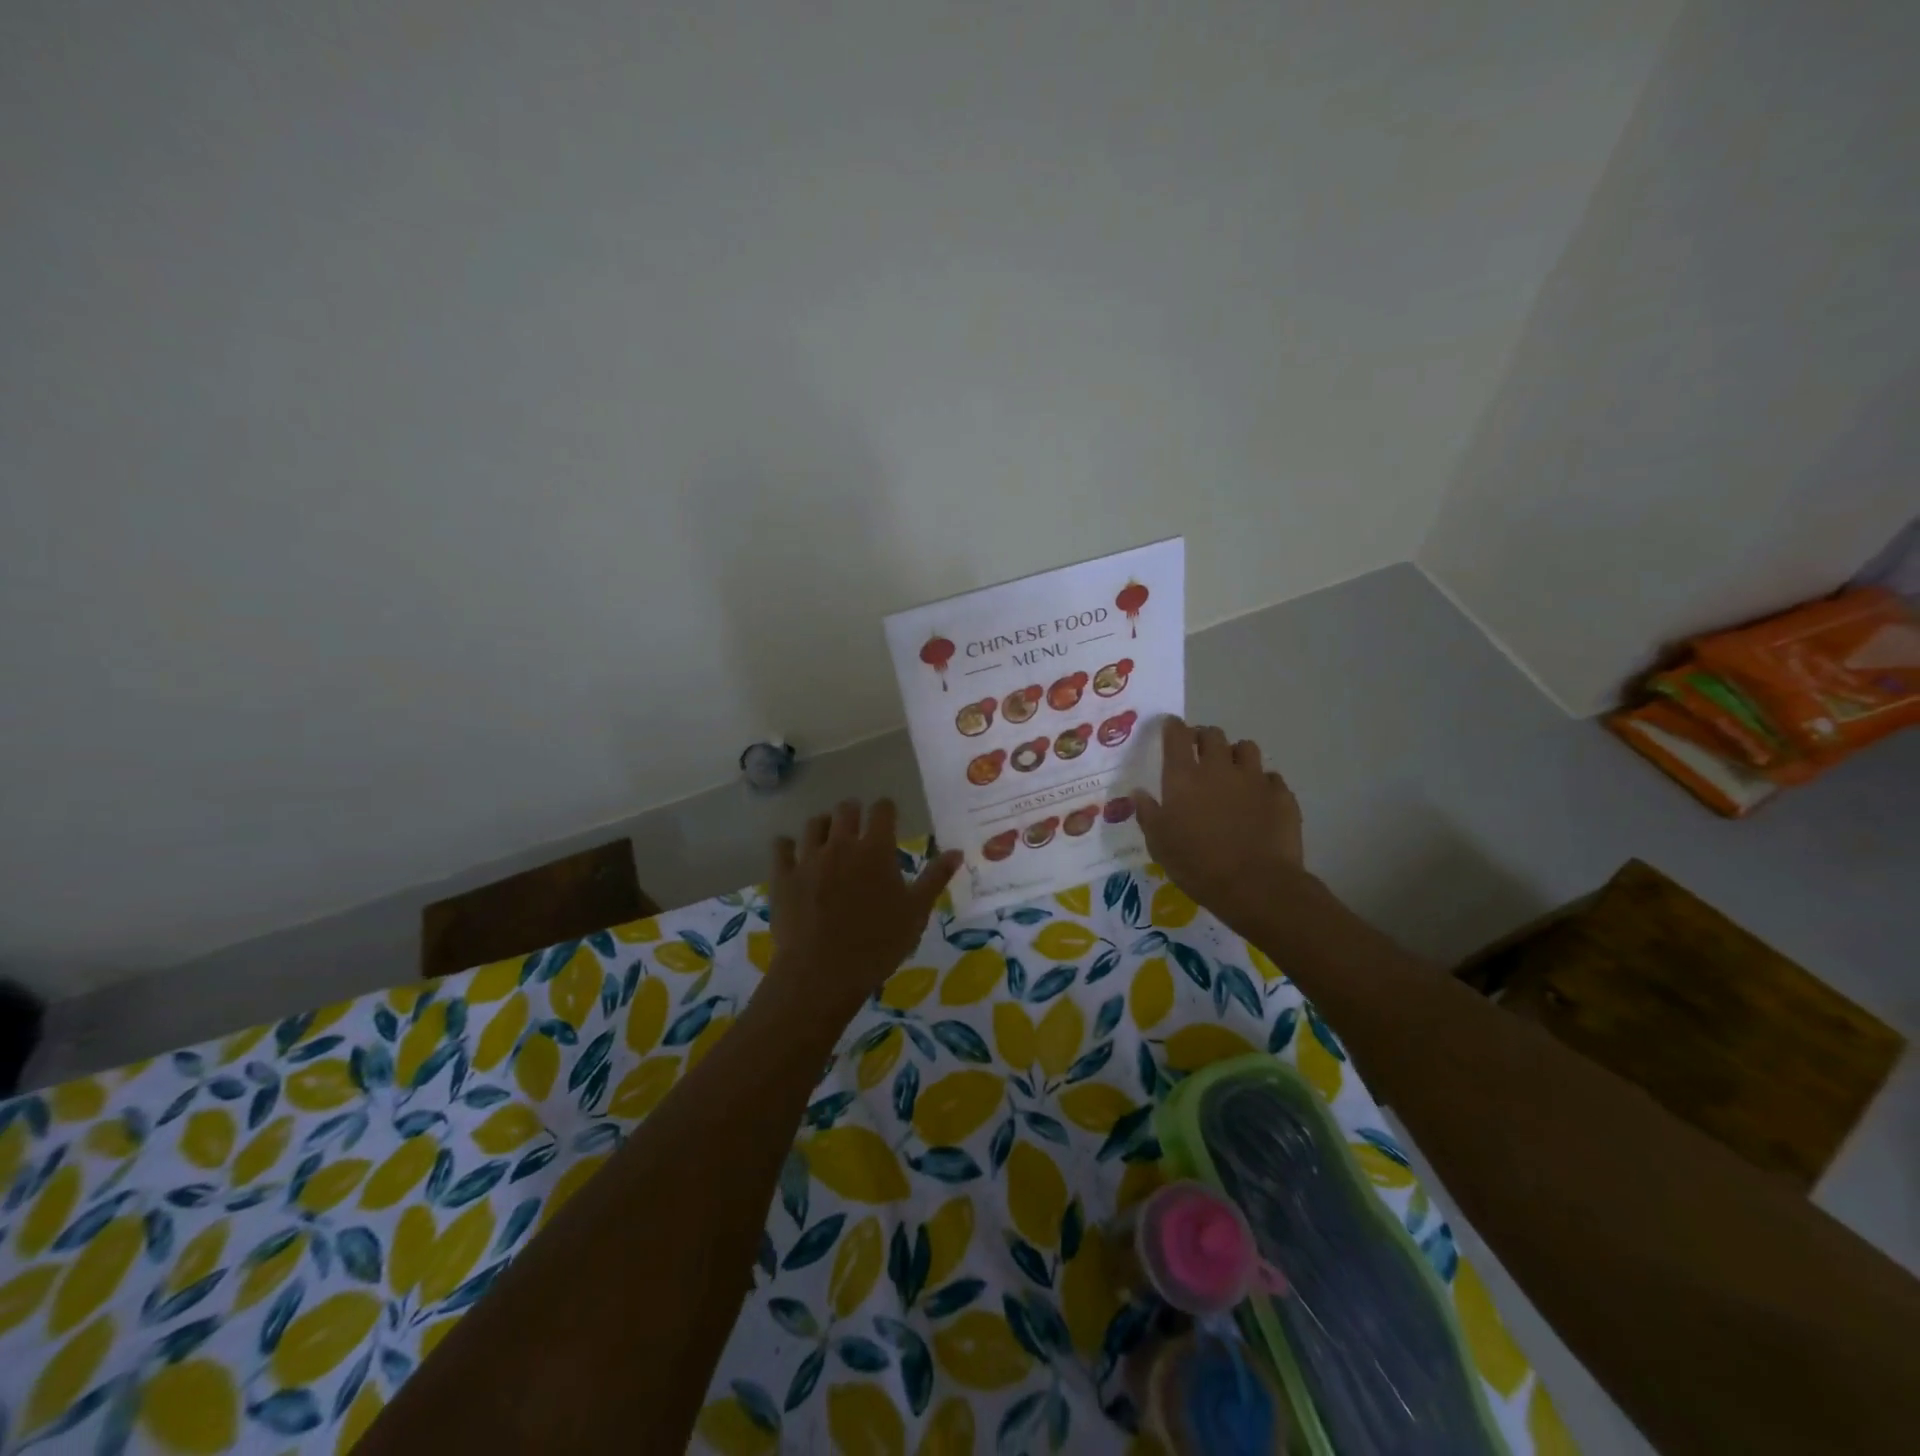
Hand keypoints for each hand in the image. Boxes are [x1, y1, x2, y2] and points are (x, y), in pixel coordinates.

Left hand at [766, 799, 961, 1022]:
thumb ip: (935, 878)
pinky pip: (781, 847)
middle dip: (854, 811)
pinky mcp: (783, 876)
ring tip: (829, 836)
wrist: (822, 972)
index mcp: (876, 850)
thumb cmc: (878, 944)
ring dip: (824, 825)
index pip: (882, 810)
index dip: (886, 809)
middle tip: (858, 825)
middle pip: (845, 809)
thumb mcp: (916, 913)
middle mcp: (841, 844)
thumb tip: (956, 851)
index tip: (888, 816)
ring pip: (814, 824)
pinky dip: (786, 845)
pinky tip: (790, 850)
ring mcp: (808, 858)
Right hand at [1134, 718, 1304, 935]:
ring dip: (1235, 754)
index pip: (1177, 736)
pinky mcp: (1281, 795)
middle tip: (1199, 751)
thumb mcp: (1159, 844)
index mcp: (1184, 777)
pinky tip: (1259, 798)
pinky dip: (1262, 782)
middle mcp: (1219, 768)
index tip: (1170, 726)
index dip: (1172, 727)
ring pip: (1246, 748)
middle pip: (1213, 735)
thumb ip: (1148, 814)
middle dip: (1204, 737)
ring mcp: (1254, 779)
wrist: (1256, 885)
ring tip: (1232, 770)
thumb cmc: (1197, 865)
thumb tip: (1139, 793)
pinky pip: (1271, 778)